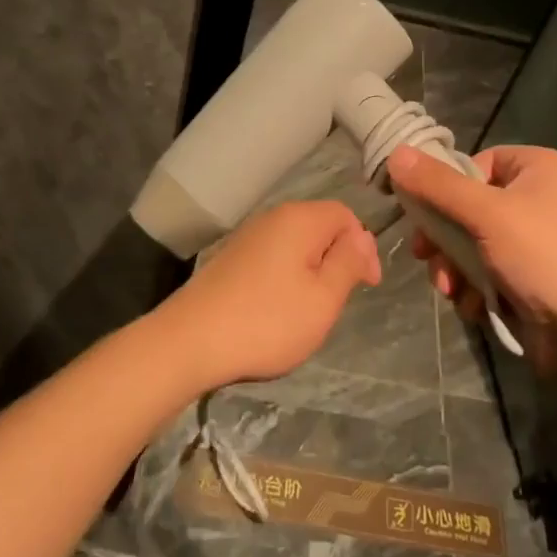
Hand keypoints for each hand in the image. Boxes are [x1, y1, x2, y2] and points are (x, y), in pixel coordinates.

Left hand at [154, 200, 380, 392]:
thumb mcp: (323, 298)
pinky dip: (285, 279)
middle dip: (337, 260)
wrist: (190, 341)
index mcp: (299, 219)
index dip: (363, 247)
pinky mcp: (231, 258)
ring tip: (308, 312)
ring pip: (295, 245)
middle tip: (336, 302)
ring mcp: (247, 237)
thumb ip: (348, 262)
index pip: (346, 215)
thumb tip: (363, 238)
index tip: (366, 286)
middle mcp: (272, 218)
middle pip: (320, 227)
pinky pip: (272, 258)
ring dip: (311, 272)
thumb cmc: (268, 322)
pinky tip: (276, 312)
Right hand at [387, 144, 556, 348]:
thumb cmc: (544, 258)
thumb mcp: (485, 214)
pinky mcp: (537, 278)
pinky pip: (492, 270)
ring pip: (476, 243)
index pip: (479, 162)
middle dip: (445, 237)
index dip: (448, 186)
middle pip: (471, 206)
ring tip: (450, 290)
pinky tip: (473, 306)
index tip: (424, 212)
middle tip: (424, 255)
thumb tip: (396, 152)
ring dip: (455, 267)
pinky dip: (476, 287)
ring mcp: (542, 241)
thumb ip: (438, 185)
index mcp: (543, 169)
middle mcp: (545, 198)